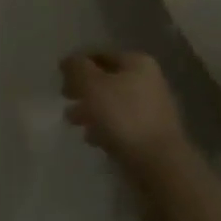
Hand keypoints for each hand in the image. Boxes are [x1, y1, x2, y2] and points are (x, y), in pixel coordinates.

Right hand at [61, 52, 191, 178]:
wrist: (160, 166)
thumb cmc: (124, 117)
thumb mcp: (92, 85)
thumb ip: (77, 68)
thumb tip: (69, 61)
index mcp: (137, 63)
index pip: (100, 54)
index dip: (78, 64)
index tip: (60, 78)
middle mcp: (148, 81)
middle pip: (107, 80)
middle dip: (83, 89)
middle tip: (64, 99)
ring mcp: (152, 110)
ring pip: (113, 104)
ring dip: (91, 110)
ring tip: (73, 122)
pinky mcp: (151, 136)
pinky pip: (122, 125)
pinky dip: (105, 129)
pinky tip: (92, 139)